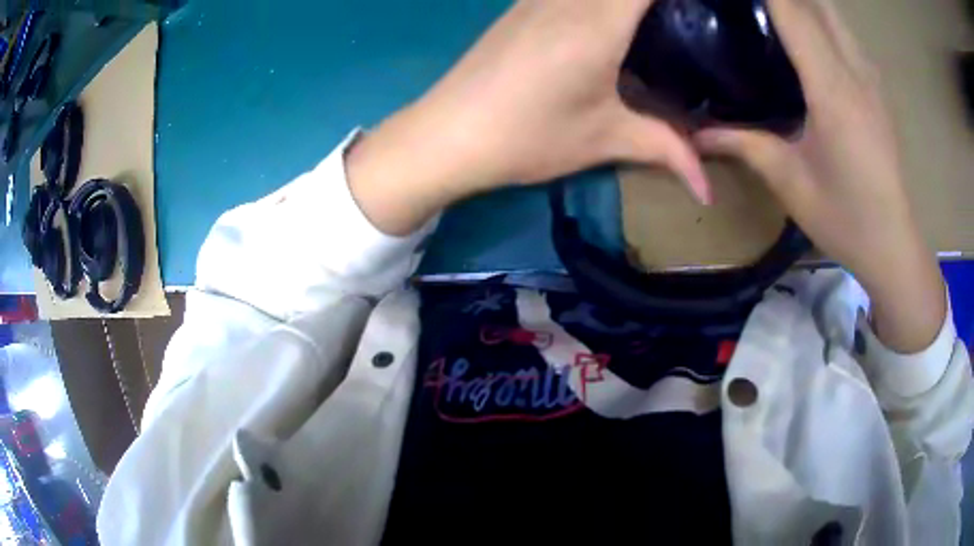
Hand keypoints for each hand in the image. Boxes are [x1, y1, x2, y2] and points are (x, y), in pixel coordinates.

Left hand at [347, 0, 709, 235]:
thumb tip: (708, 188)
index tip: (699, 11)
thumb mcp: (604, 140)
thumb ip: (666, 149)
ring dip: (621, 1)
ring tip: (648, 23)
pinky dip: (596, 0)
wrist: (447, 135)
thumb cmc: (527, 136)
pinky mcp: (519, 5)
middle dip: (654, 2)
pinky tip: (607, 19)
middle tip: (680, 19)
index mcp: (599, 22)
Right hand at [695, 0, 944, 352]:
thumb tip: (694, 132)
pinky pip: (844, 33)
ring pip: (834, 13)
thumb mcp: (790, 183)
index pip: (793, 11)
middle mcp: (855, 70)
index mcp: (833, 89)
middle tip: (748, 4)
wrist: (895, 245)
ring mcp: (870, 76)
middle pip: (817, 1)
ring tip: (770, 10)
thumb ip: (744, 144)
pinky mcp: (876, 87)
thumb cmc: (846, 219)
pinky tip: (802, 32)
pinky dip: (820, 17)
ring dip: (803, 2)